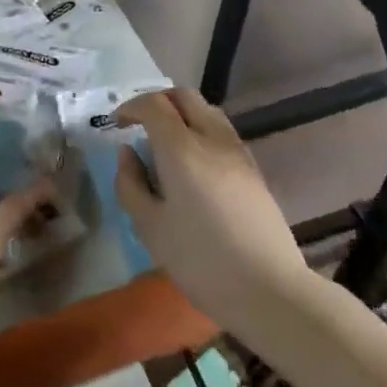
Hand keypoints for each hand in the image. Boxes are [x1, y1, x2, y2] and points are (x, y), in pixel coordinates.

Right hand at [114, 87, 313, 336]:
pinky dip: (200, 130)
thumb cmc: (200, 260)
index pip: (154, 104)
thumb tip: (127, 152)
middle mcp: (212, 138)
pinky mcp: (253, 169)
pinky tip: (193, 164)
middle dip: (157, 101)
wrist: (269, 290)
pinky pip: (222, 131)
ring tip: (166, 143)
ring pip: (207, 110)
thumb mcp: (150, 227)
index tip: (117, 124)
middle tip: (140, 125)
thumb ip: (131, 184)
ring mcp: (237, 151)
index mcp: (182, 148)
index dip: (131, 107)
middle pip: (184, 96)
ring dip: (182, 114)